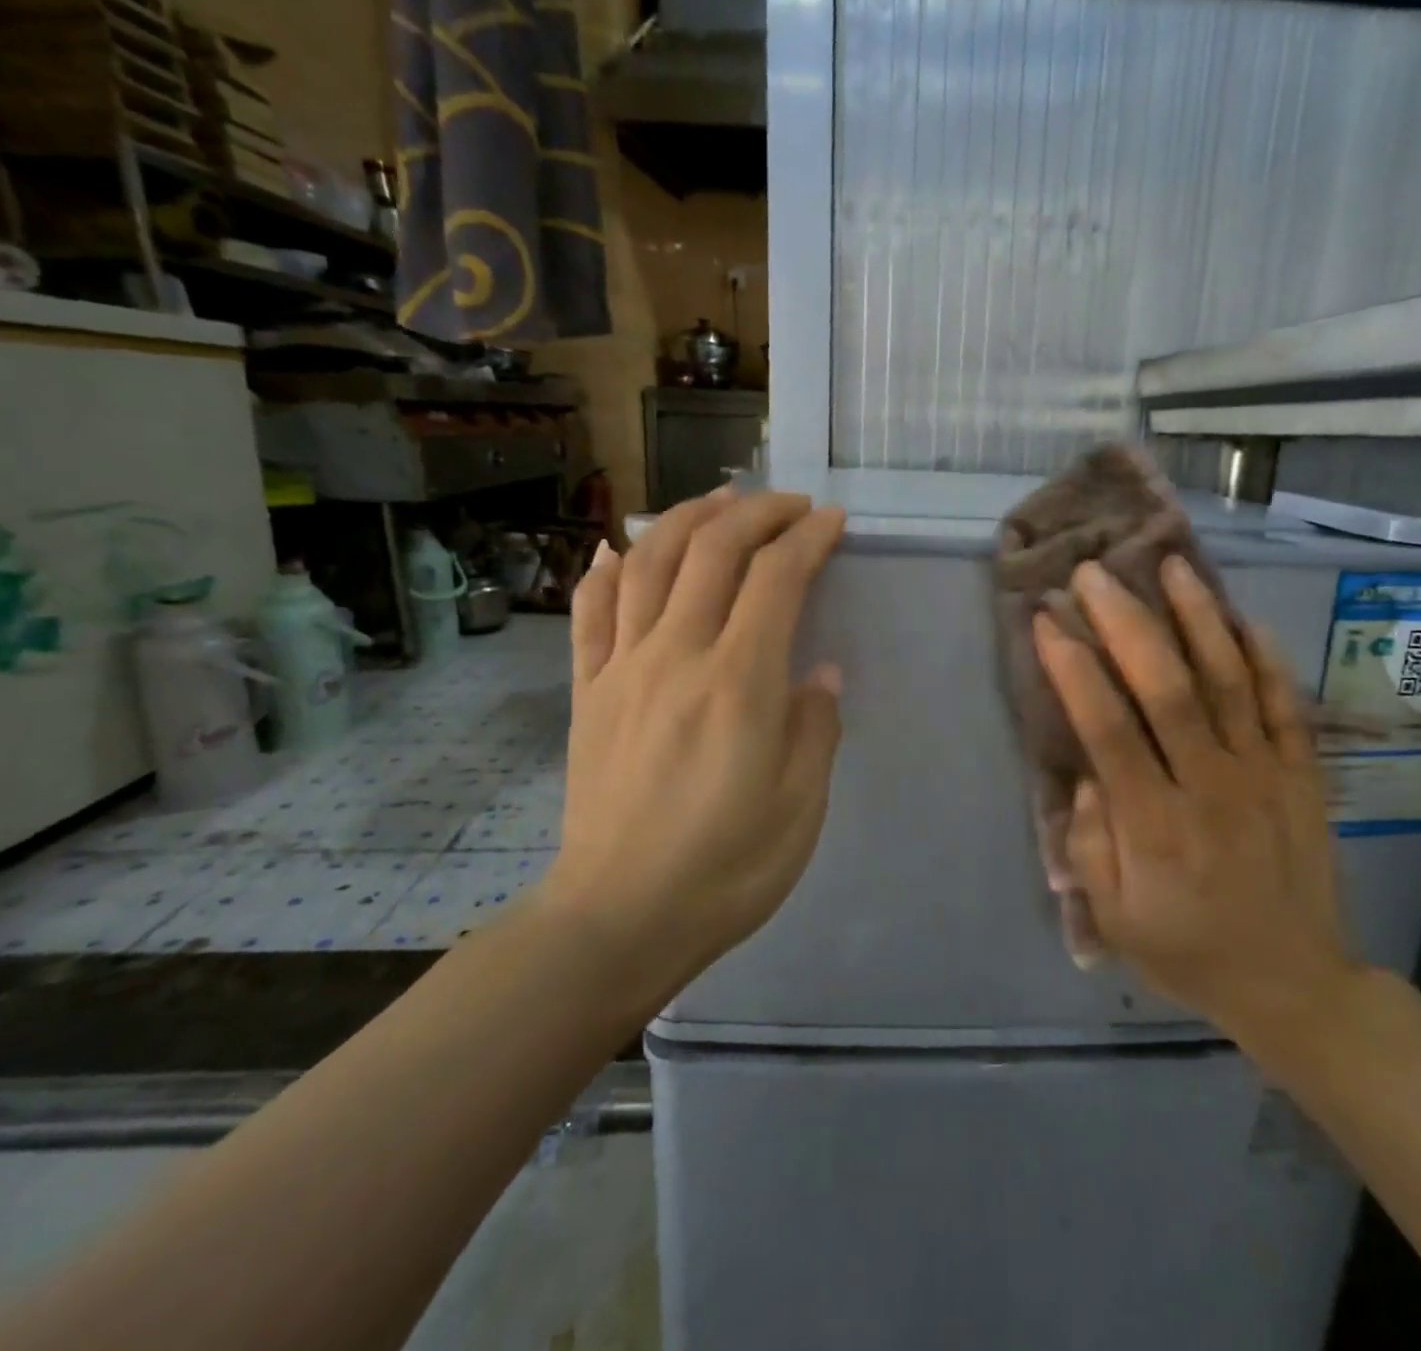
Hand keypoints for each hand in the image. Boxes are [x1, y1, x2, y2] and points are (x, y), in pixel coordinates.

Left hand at [545, 490, 846, 999]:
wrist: (619, 917)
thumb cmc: (726, 869)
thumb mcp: (801, 807)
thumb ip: (816, 728)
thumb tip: (818, 674)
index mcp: (738, 684)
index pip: (776, 579)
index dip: (808, 539)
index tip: (832, 523)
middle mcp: (676, 656)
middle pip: (713, 551)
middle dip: (757, 513)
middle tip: (790, 505)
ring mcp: (622, 669)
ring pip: (649, 562)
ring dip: (688, 519)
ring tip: (720, 503)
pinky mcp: (588, 691)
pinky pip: (592, 611)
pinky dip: (609, 568)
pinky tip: (625, 548)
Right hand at [1032, 555, 1358, 1063]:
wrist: (1293, 984)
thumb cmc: (1188, 949)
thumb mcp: (1116, 917)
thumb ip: (1091, 844)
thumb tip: (1086, 772)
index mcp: (1155, 825)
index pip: (1108, 730)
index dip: (1073, 670)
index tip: (1046, 620)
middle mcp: (1210, 786)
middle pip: (1167, 689)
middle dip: (1125, 623)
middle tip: (1093, 574)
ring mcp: (1264, 775)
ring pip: (1230, 681)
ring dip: (1197, 618)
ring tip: (1169, 565)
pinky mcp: (1303, 774)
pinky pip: (1285, 704)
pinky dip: (1265, 656)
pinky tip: (1240, 615)